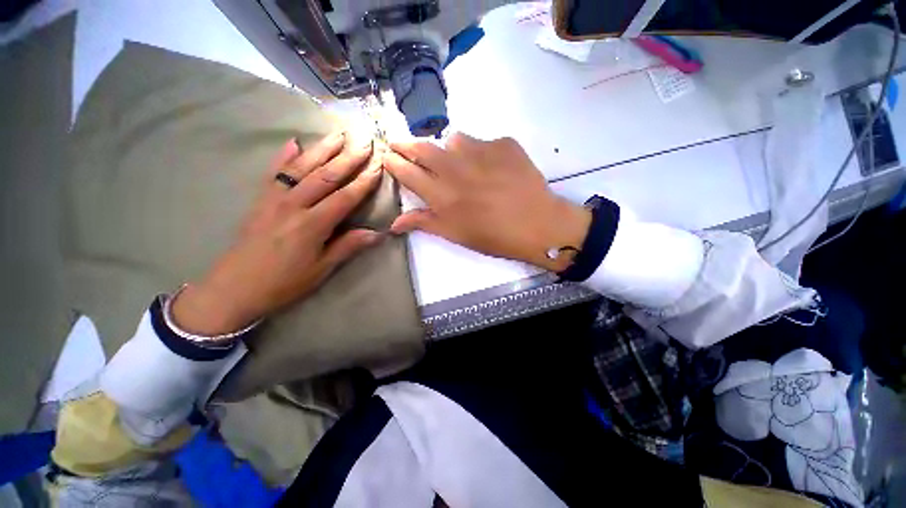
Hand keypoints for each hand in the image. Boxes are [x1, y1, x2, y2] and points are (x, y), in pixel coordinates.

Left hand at [171, 132, 384, 335]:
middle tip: (364, 141)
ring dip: (322, 149)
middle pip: (326, 176)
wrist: (234, 287)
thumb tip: (377, 234)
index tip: (379, 165)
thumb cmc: (284, 282)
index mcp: (312, 225)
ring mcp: (274, 199)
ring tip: (339, 134)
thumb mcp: (321, 269)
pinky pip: (274, 173)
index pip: (345, 197)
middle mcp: (294, 205)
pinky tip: (293, 142)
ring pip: (302, 168)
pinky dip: (284, 157)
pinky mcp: (260, 200)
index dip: (364, 181)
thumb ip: (348, 247)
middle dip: (348, 157)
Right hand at [384, 133, 590, 270]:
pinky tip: (491, 166)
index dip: (393, 162)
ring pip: (453, 139)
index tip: (387, 156)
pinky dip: (480, 151)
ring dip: (447, 148)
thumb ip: (424, 223)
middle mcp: (455, 168)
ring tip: (457, 161)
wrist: (538, 224)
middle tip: (400, 143)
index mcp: (442, 195)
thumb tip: (394, 223)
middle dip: (406, 144)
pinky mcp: (504, 143)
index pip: (407, 171)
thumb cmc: (494, 236)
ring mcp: (481, 151)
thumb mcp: (456, 234)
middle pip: (422, 147)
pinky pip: (483, 142)